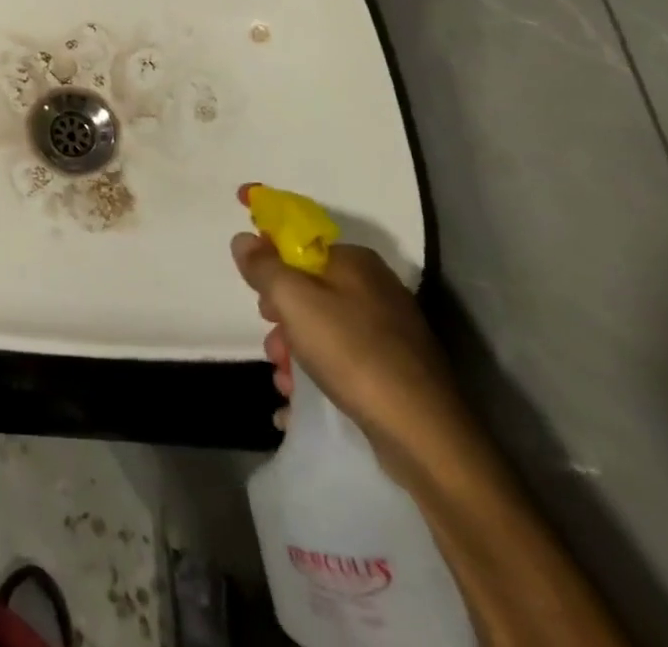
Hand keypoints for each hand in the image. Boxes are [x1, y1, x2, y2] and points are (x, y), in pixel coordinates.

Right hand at [231, 235, 473, 486]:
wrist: (426, 436)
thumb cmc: (352, 352)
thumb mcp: (293, 300)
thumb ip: (263, 266)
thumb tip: (245, 239)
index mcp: (354, 261)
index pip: (299, 233)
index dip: (266, 232)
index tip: (241, 244)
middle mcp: (374, 287)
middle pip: (307, 285)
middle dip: (278, 311)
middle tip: (269, 336)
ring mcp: (389, 331)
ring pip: (321, 325)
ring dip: (293, 348)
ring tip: (284, 379)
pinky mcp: (396, 371)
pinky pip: (341, 359)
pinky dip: (316, 372)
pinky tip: (298, 399)